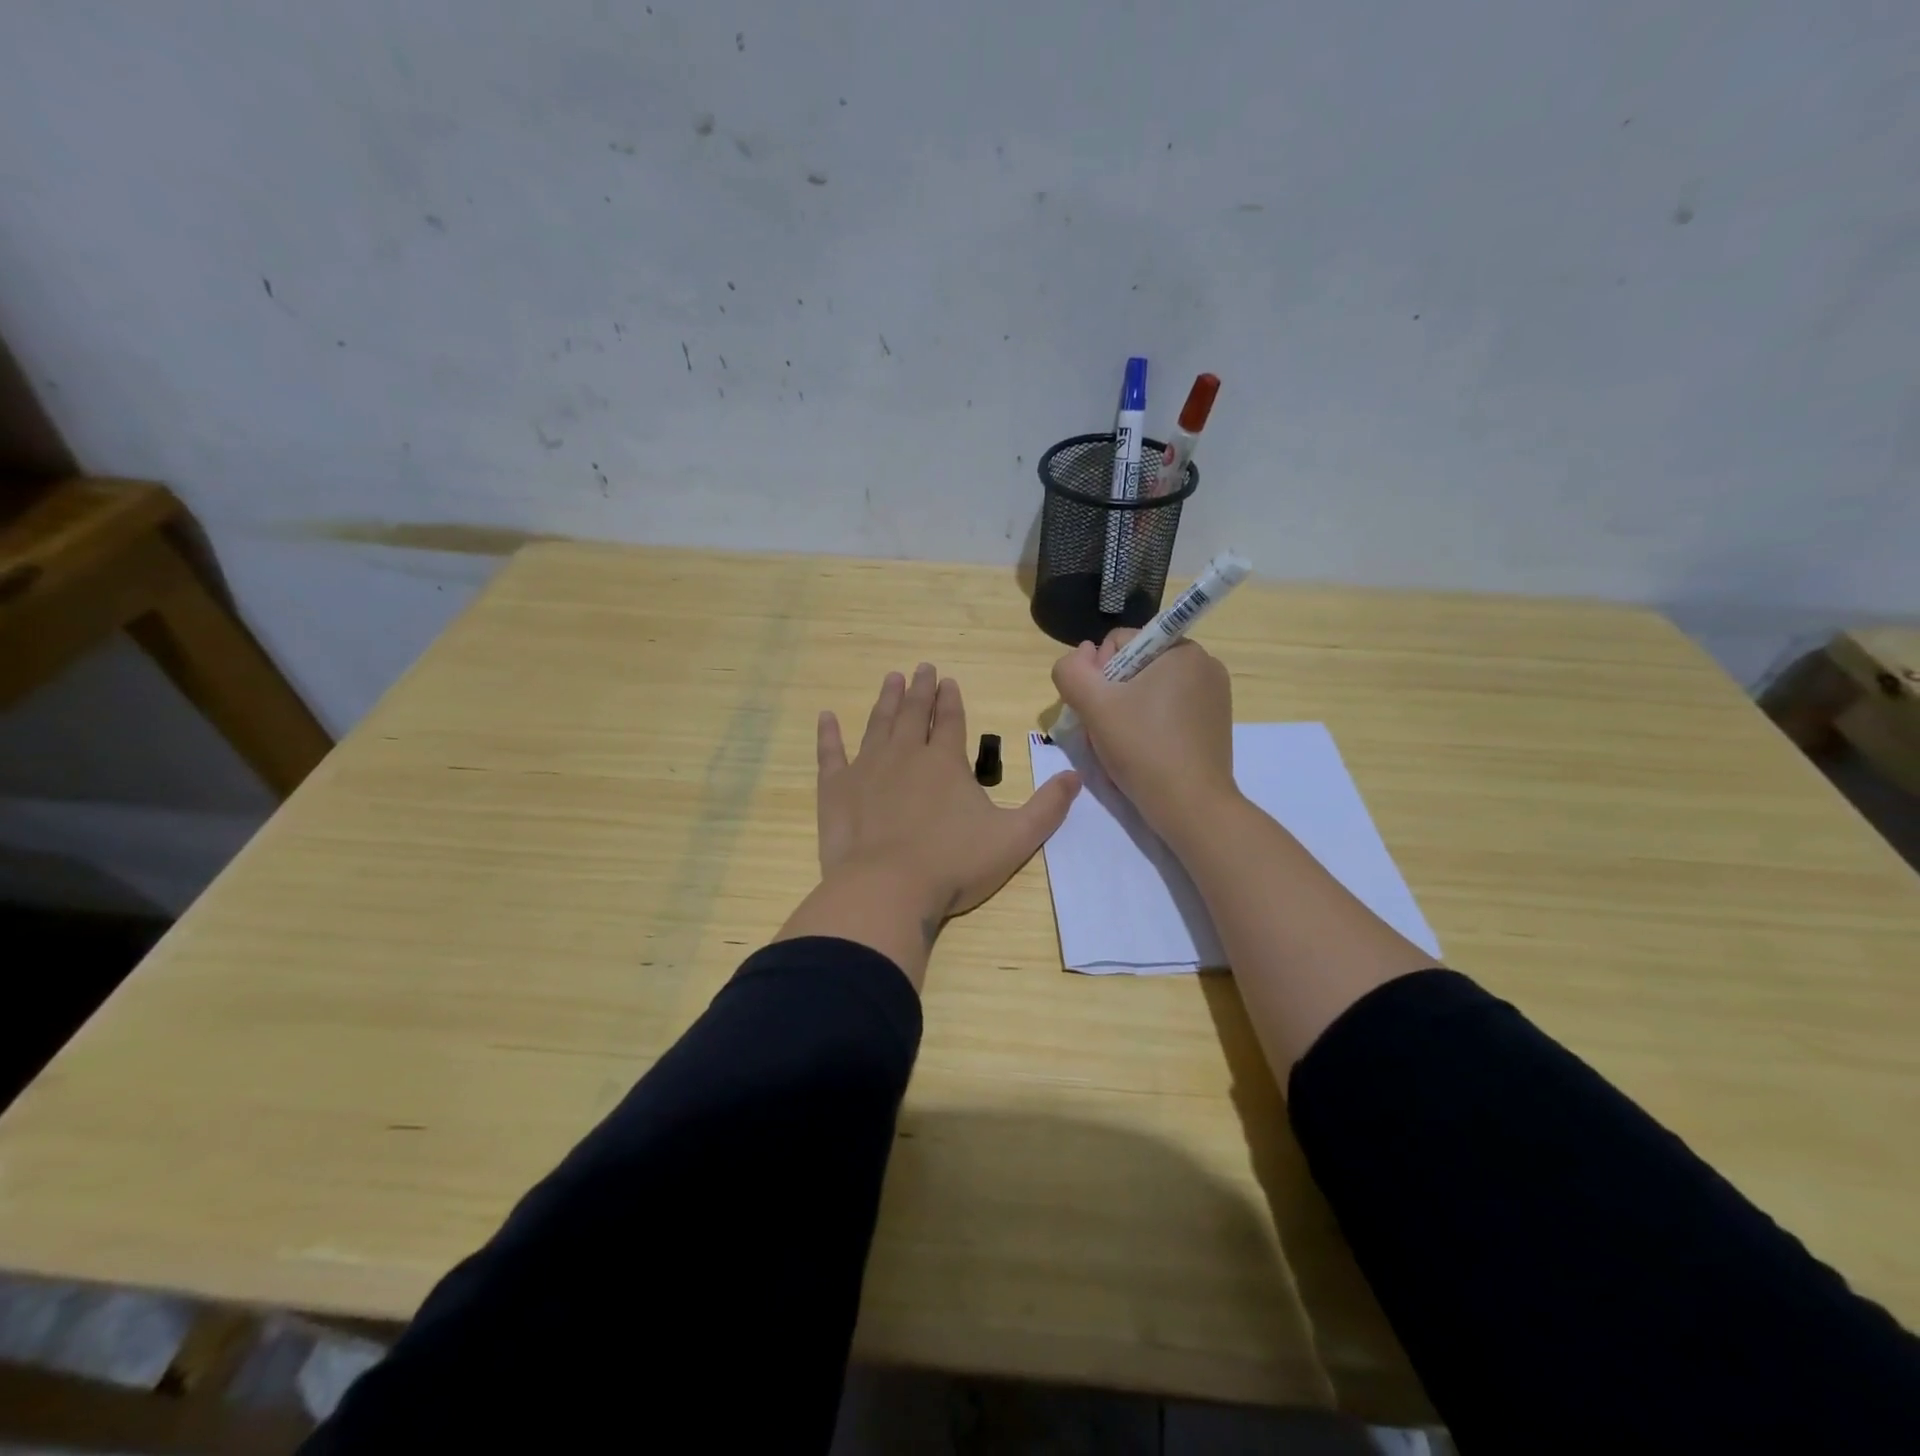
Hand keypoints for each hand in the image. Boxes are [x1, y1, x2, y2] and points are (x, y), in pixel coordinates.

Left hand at [780, 663, 1079, 984]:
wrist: (887, 889)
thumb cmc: (953, 864)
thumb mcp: (1015, 839)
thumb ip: (1047, 808)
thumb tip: (1075, 776)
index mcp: (946, 762)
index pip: (952, 720)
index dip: (951, 699)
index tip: (947, 680)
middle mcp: (906, 754)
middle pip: (914, 713)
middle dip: (919, 689)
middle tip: (920, 668)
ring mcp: (867, 769)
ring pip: (878, 724)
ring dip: (886, 701)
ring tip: (891, 679)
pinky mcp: (836, 789)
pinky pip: (830, 753)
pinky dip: (828, 734)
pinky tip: (826, 717)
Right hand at [1051, 630, 1237, 841]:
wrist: (1190, 807)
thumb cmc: (1143, 748)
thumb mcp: (1093, 704)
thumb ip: (1071, 670)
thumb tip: (1080, 654)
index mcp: (1182, 649)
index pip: (1120, 642)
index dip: (1098, 673)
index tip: (1101, 708)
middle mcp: (1204, 665)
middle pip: (1135, 666)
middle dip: (1113, 693)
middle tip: (1108, 729)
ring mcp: (1214, 696)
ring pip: (1149, 690)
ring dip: (1127, 710)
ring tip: (1123, 743)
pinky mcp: (1213, 724)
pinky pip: (1168, 711)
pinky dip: (1149, 725)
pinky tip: (1142, 751)